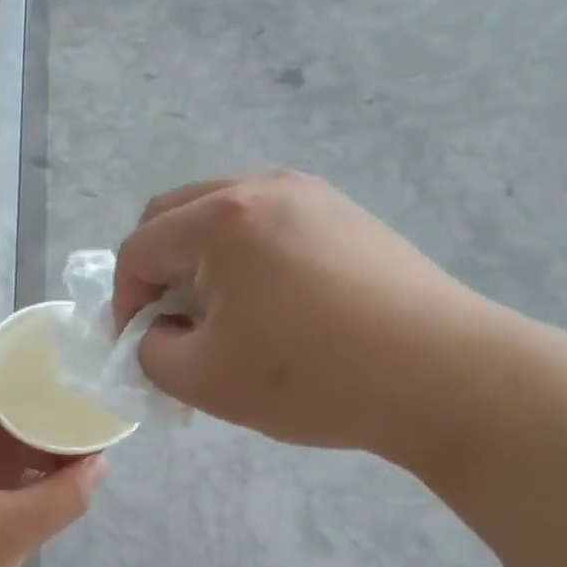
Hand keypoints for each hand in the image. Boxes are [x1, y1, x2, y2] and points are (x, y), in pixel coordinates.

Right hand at [113, 171, 522, 467]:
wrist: (442, 375)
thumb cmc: (311, 377)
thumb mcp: (204, 380)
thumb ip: (152, 352)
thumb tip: (160, 332)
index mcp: (220, 219)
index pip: (139, 249)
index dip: (124, 302)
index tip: (137, 347)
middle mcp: (262, 187)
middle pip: (176, 217)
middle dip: (158, 272)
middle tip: (171, 326)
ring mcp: (312, 195)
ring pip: (224, 218)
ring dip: (202, 263)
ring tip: (222, 318)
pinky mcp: (347, 215)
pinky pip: (270, 226)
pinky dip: (247, 259)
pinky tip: (274, 307)